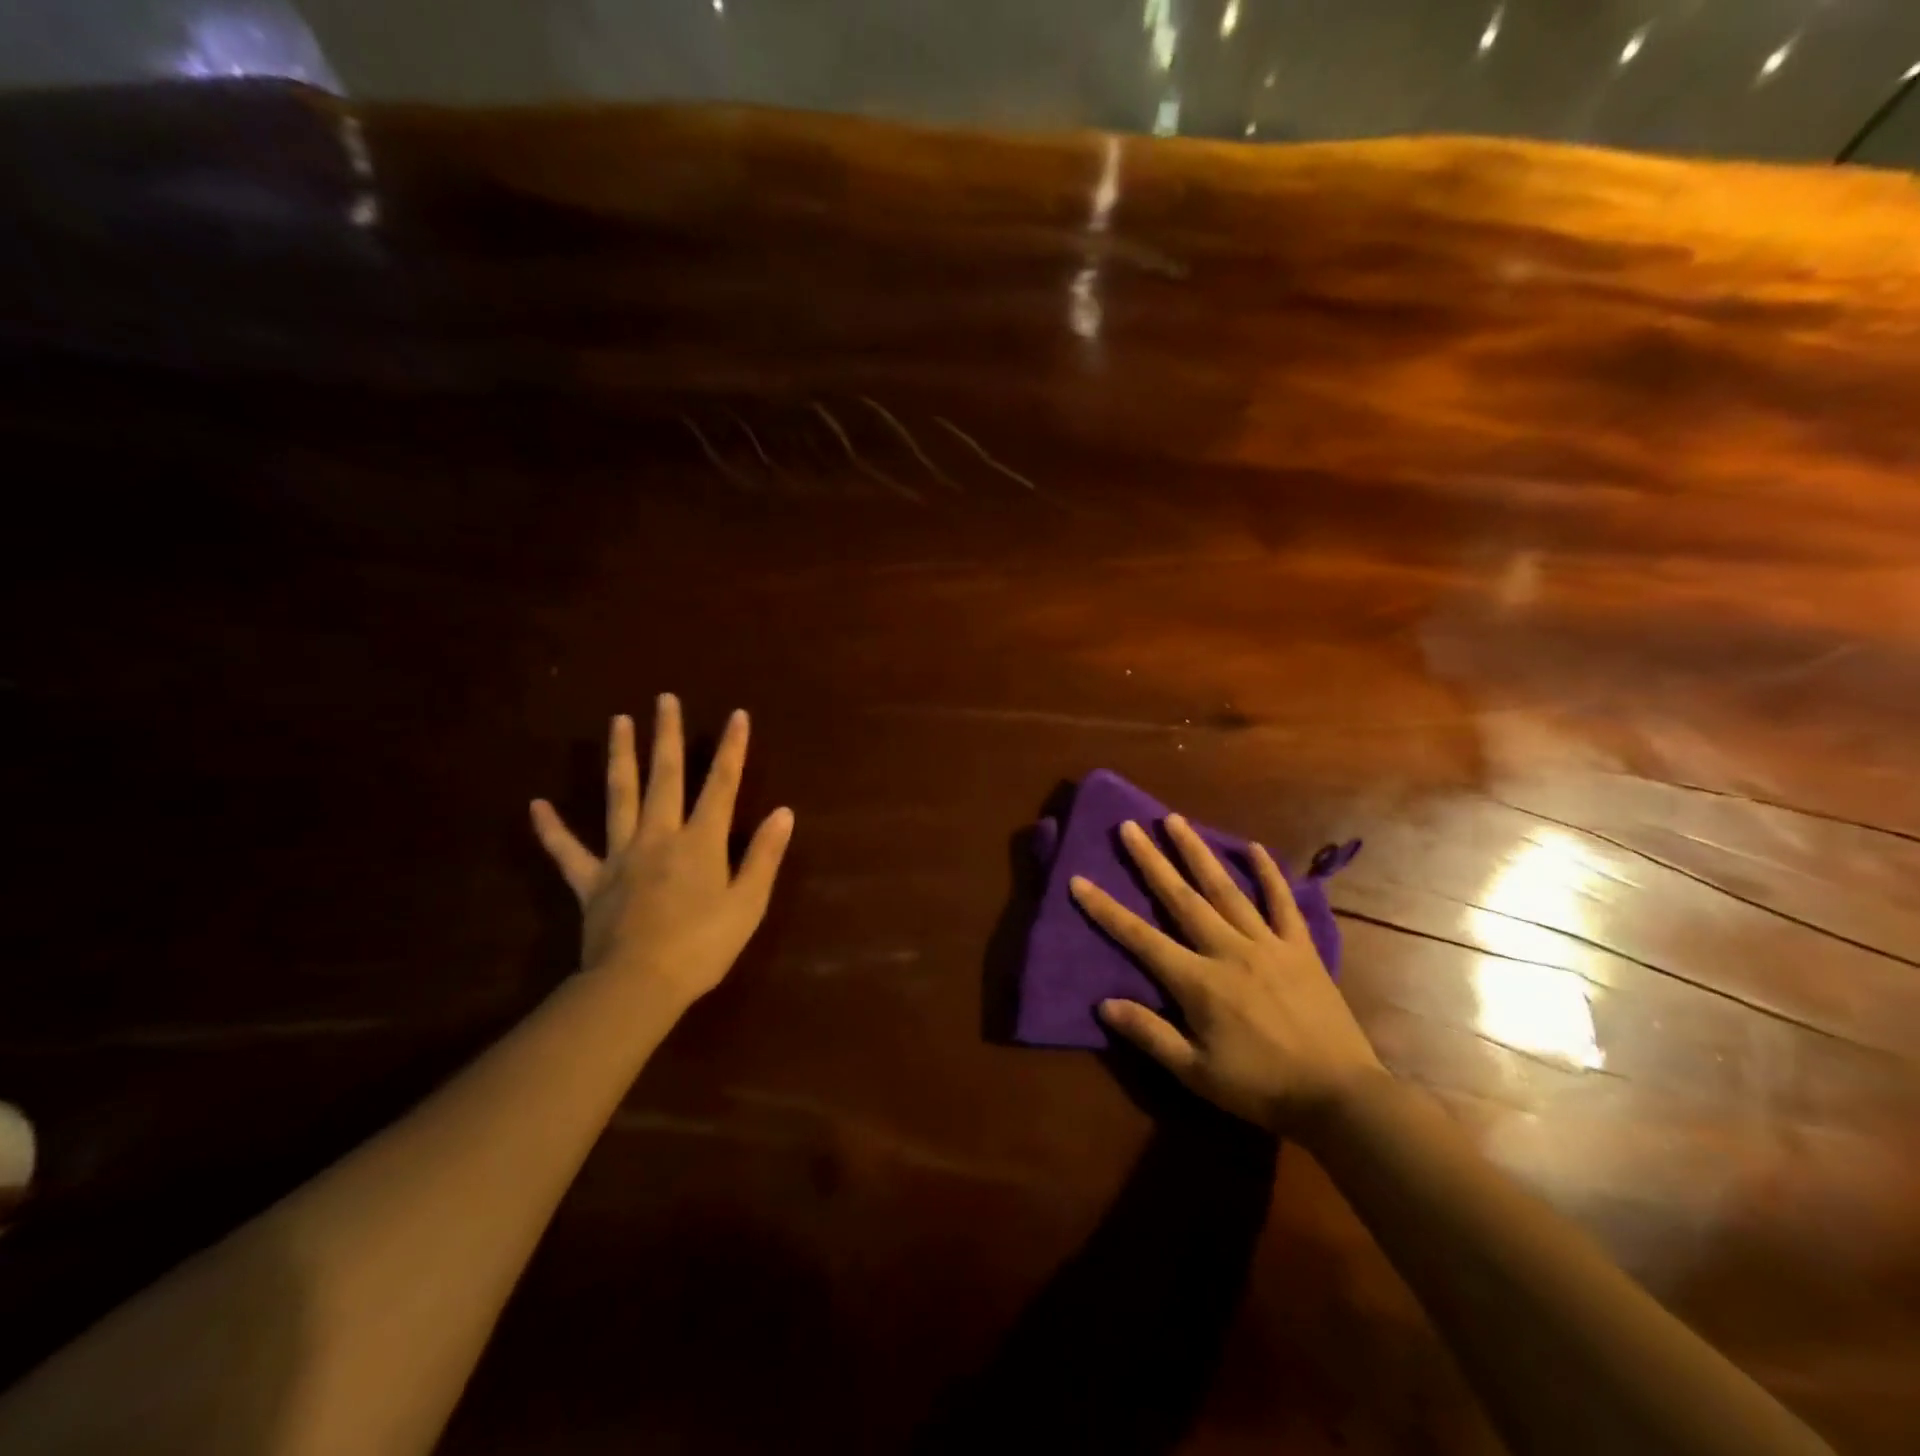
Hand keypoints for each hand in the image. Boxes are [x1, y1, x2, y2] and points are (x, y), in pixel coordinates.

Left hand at [530, 694, 792, 1010]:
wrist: (640, 984)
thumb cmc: (704, 946)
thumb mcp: (749, 903)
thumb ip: (764, 855)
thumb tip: (783, 812)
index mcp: (701, 842)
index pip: (722, 785)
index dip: (731, 749)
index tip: (736, 715)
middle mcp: (660, 836)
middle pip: (666, 778)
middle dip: (667, 736)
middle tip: (664, 699)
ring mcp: (621, 856)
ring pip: (619, 797)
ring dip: (620, 757)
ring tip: (618, 721)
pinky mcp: (592, 882)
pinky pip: (568, 852)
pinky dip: (552, 830)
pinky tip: (537, 805)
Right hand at [1070, 815, 1382, 1133]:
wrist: (1340, 1097)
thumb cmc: (1261, 1088)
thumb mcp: (1196, 1073)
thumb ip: (1150, 1034)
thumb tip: (1104, 1003)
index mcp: (1198, 982)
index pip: (1140, 938)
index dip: (1106, 909)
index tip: (1079, 879)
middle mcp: (1227, 950)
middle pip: (1180, 898)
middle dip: (1151, 860)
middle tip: (1129, 826)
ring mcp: (1267, 944)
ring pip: (1225, 889)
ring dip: (1197, 852)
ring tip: (1176, 820)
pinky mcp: (1301, 948)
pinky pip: (1283, 903)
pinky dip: (1269, 874)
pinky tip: (1255, 848)